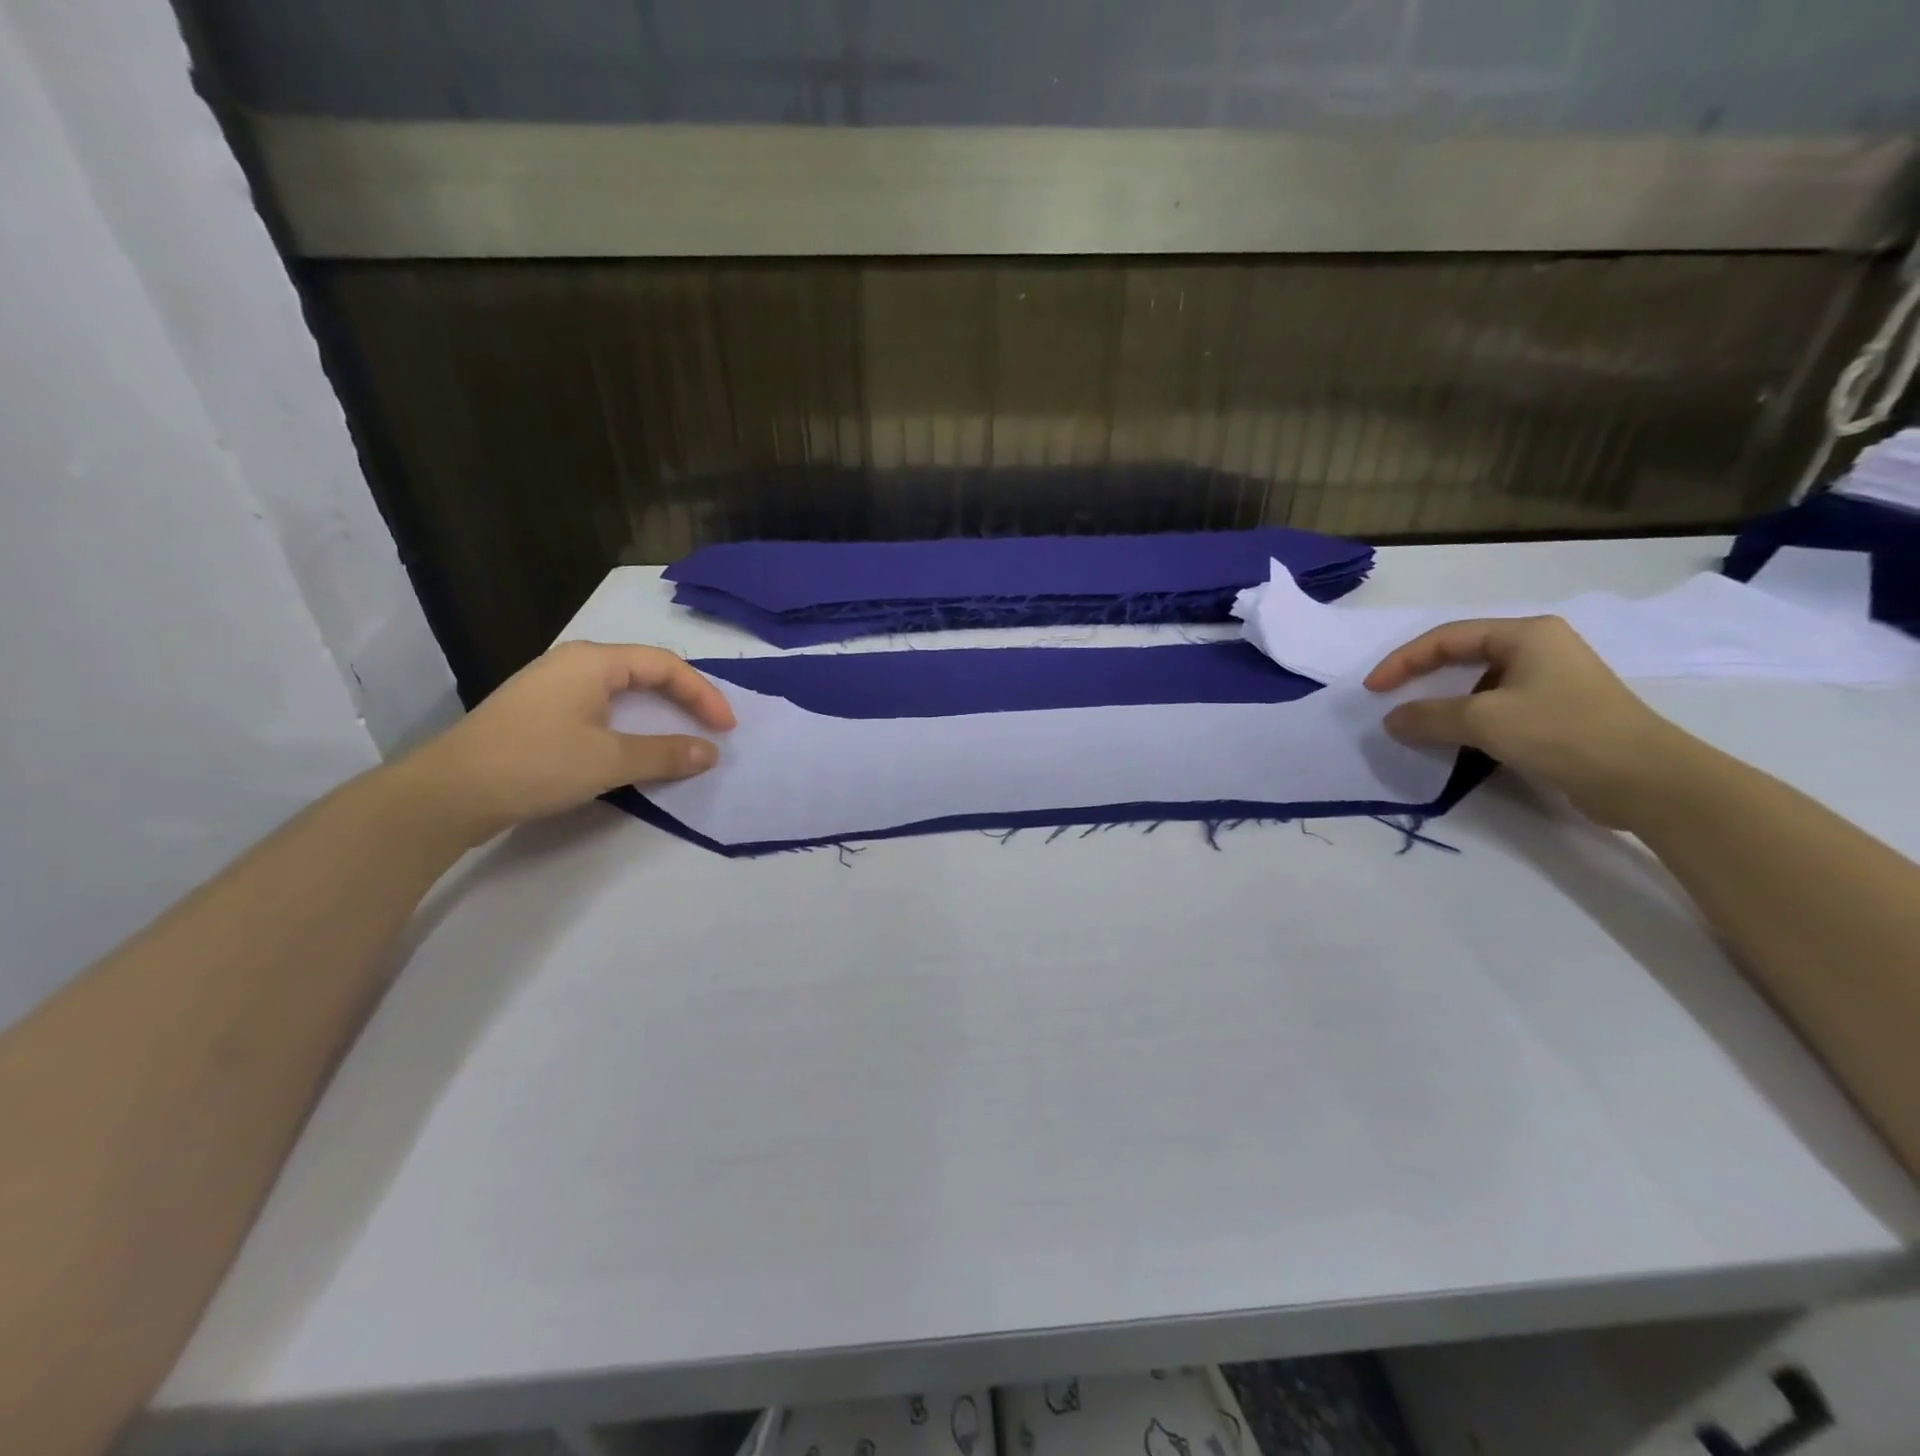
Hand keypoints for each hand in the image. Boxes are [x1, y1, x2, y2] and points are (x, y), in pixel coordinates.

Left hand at [396, 641, 735, 843]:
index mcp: (593, 661)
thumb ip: (666, 754)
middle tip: (710, 727)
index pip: (665, 665)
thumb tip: (710, 753)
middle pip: (644, 671)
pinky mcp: (539, 713)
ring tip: (681, 735)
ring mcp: (552, 687)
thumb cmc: (535, 764)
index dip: (703, 694)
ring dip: (657, 711)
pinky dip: (630, 722)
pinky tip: (633, 745)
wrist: (447, 794)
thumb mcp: (610, 760)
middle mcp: (573, 664)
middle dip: (683, 698)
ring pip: (621, 690)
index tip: (726, 728)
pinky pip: (600, 707)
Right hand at [1364, 615, 1684, 826]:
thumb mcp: (1484, 721)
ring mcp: (1553, 680)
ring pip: (1479, 683)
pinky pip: (1498, 706)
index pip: (1447, 638)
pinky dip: (1469, 719)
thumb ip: (1428, 717)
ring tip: (1418, 723)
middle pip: (1463, 655)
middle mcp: (1541, 648)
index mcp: (1526, 634)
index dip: (1403, 661)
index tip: (1373, 689)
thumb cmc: (1563, 733)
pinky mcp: (1560, 712)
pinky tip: (1457, 741)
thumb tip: (1392, 720)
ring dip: (1444, 702)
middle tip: (1390, 699)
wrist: (1647, 780)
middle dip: (1422, 677)